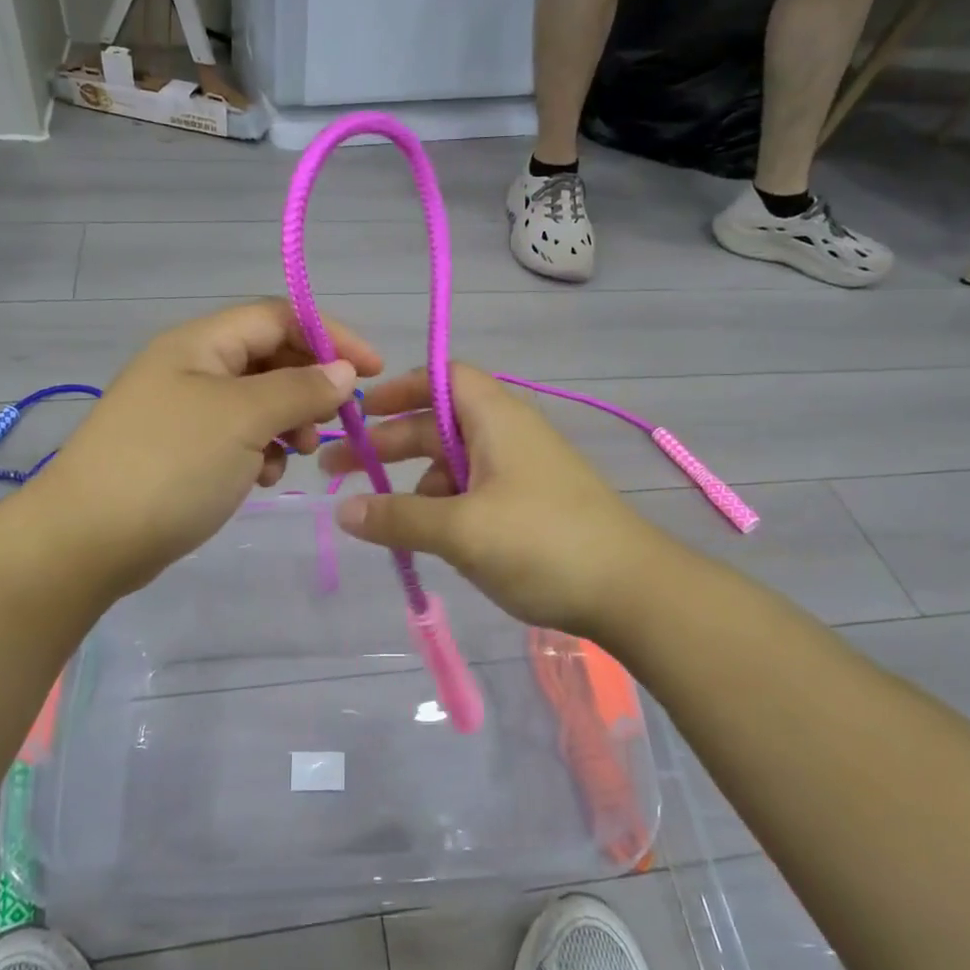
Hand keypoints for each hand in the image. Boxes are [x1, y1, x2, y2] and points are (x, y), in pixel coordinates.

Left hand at [32, 299, 381, 595]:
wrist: (87, 540)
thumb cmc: (170, 465)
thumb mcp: (244, 419)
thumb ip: (299, 388)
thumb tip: (343, 371)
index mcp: (200, 343)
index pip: (278, 316)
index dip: (330, 335)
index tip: (373, 371)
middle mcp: (192, 367)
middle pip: (269, 358)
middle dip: (309, 385)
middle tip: (333, 421)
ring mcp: (183, 411)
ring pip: (257, 401)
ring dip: (288, 423)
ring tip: (297, 456)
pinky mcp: (181, 451)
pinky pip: (237, 436)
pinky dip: (260, 450)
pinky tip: (262, 477)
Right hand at [320, 364, 663, 638]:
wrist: (632, 591)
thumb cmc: (542, 543)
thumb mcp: (462, 530)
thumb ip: (398, 519)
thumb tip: (342, 512)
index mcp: (496, 419)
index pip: (443, 378)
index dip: (400, 389)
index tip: (360, 412)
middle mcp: (509, 436)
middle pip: (438, 425)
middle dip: (388, 444)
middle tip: (337, 471)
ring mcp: (522, 473)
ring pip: (454, 465)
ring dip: (415, 484)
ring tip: (382, 520)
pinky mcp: (531, 508)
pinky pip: (475, 495)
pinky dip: (444, 508)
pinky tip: (429, 539)